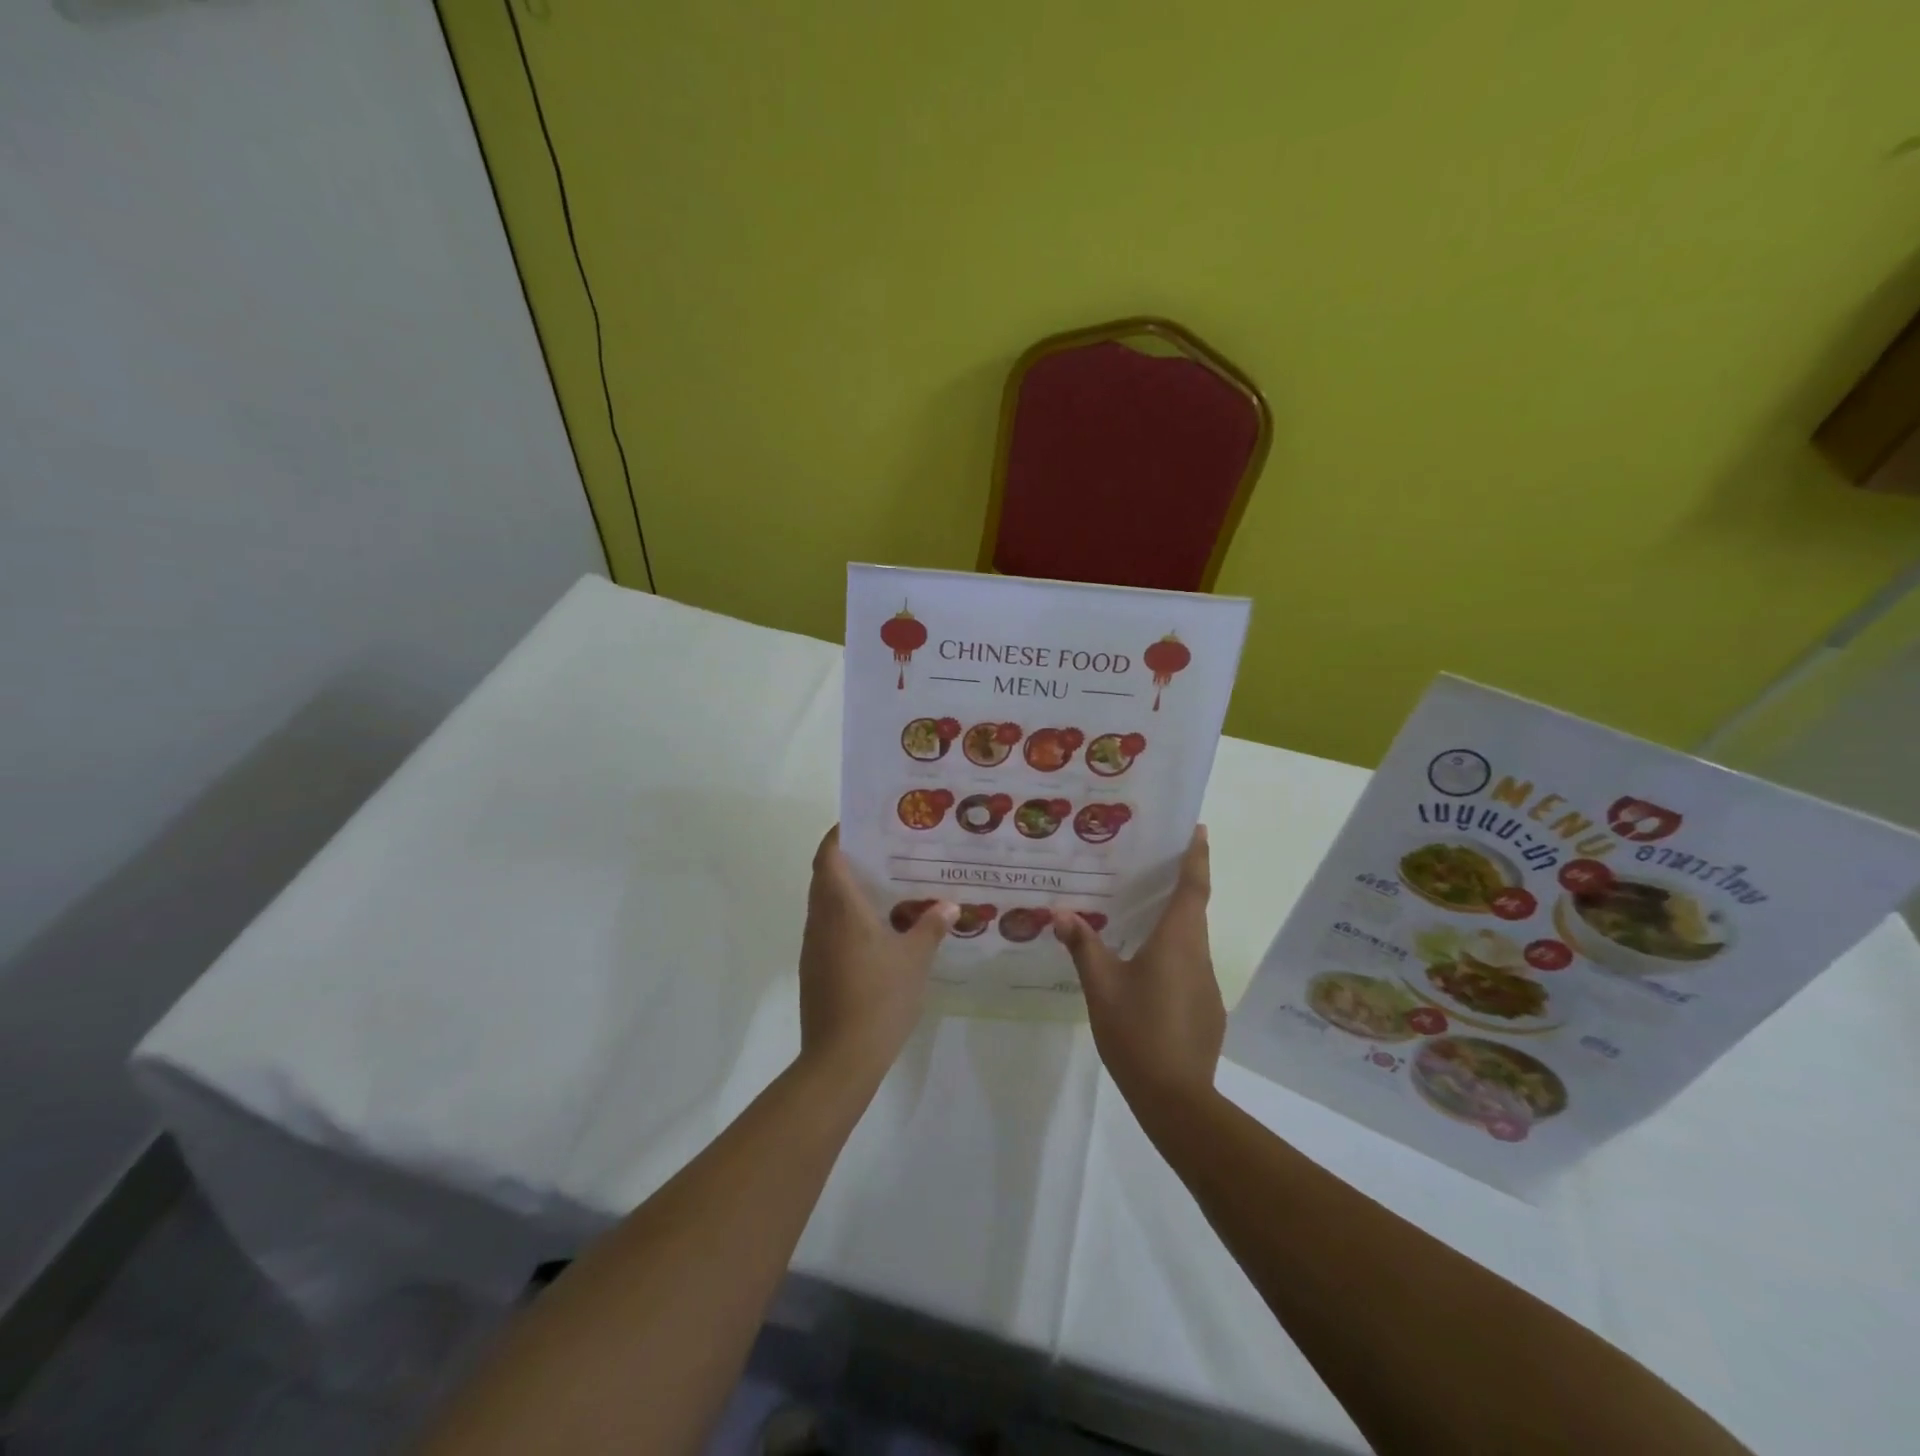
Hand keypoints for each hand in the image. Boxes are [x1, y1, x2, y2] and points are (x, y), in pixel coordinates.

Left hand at [797, 826, 954, 1083]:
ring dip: (847, 890)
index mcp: (840, 908)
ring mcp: (814, 947)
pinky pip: (828, 929)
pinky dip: (846, 918)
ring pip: (825, 904)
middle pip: (824, 877)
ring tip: (886, 886)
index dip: (839, 835)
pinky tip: (877, 930)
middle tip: (885, 852)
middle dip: (848, 859)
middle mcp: (820, 920)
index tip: (862, 824)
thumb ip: (931, 926)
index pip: (828, 856)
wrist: (842, 1058)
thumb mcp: (915, 959)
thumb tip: (948, 905)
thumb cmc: (880, 997)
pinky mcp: (815, 970)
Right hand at [1054, 826, 1222, 1113]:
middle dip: (1181, 885)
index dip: (1197, 856)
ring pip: (1191, 941)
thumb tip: (1060, 913)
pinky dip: (1174, 957)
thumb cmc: (1136, 1031)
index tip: (1199, 829)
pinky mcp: (1208, 1009)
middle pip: (1194, 910)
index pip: (1193, 887)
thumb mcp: (1101, 986)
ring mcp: (1207, 984)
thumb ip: (1083, 946)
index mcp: (1176, 941)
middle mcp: (1198, 955)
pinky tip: (1148, 975)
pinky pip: (1190, 969)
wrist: (1176, 1098)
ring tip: (1141, 917)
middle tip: (1153, 865)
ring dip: (1174, 923)